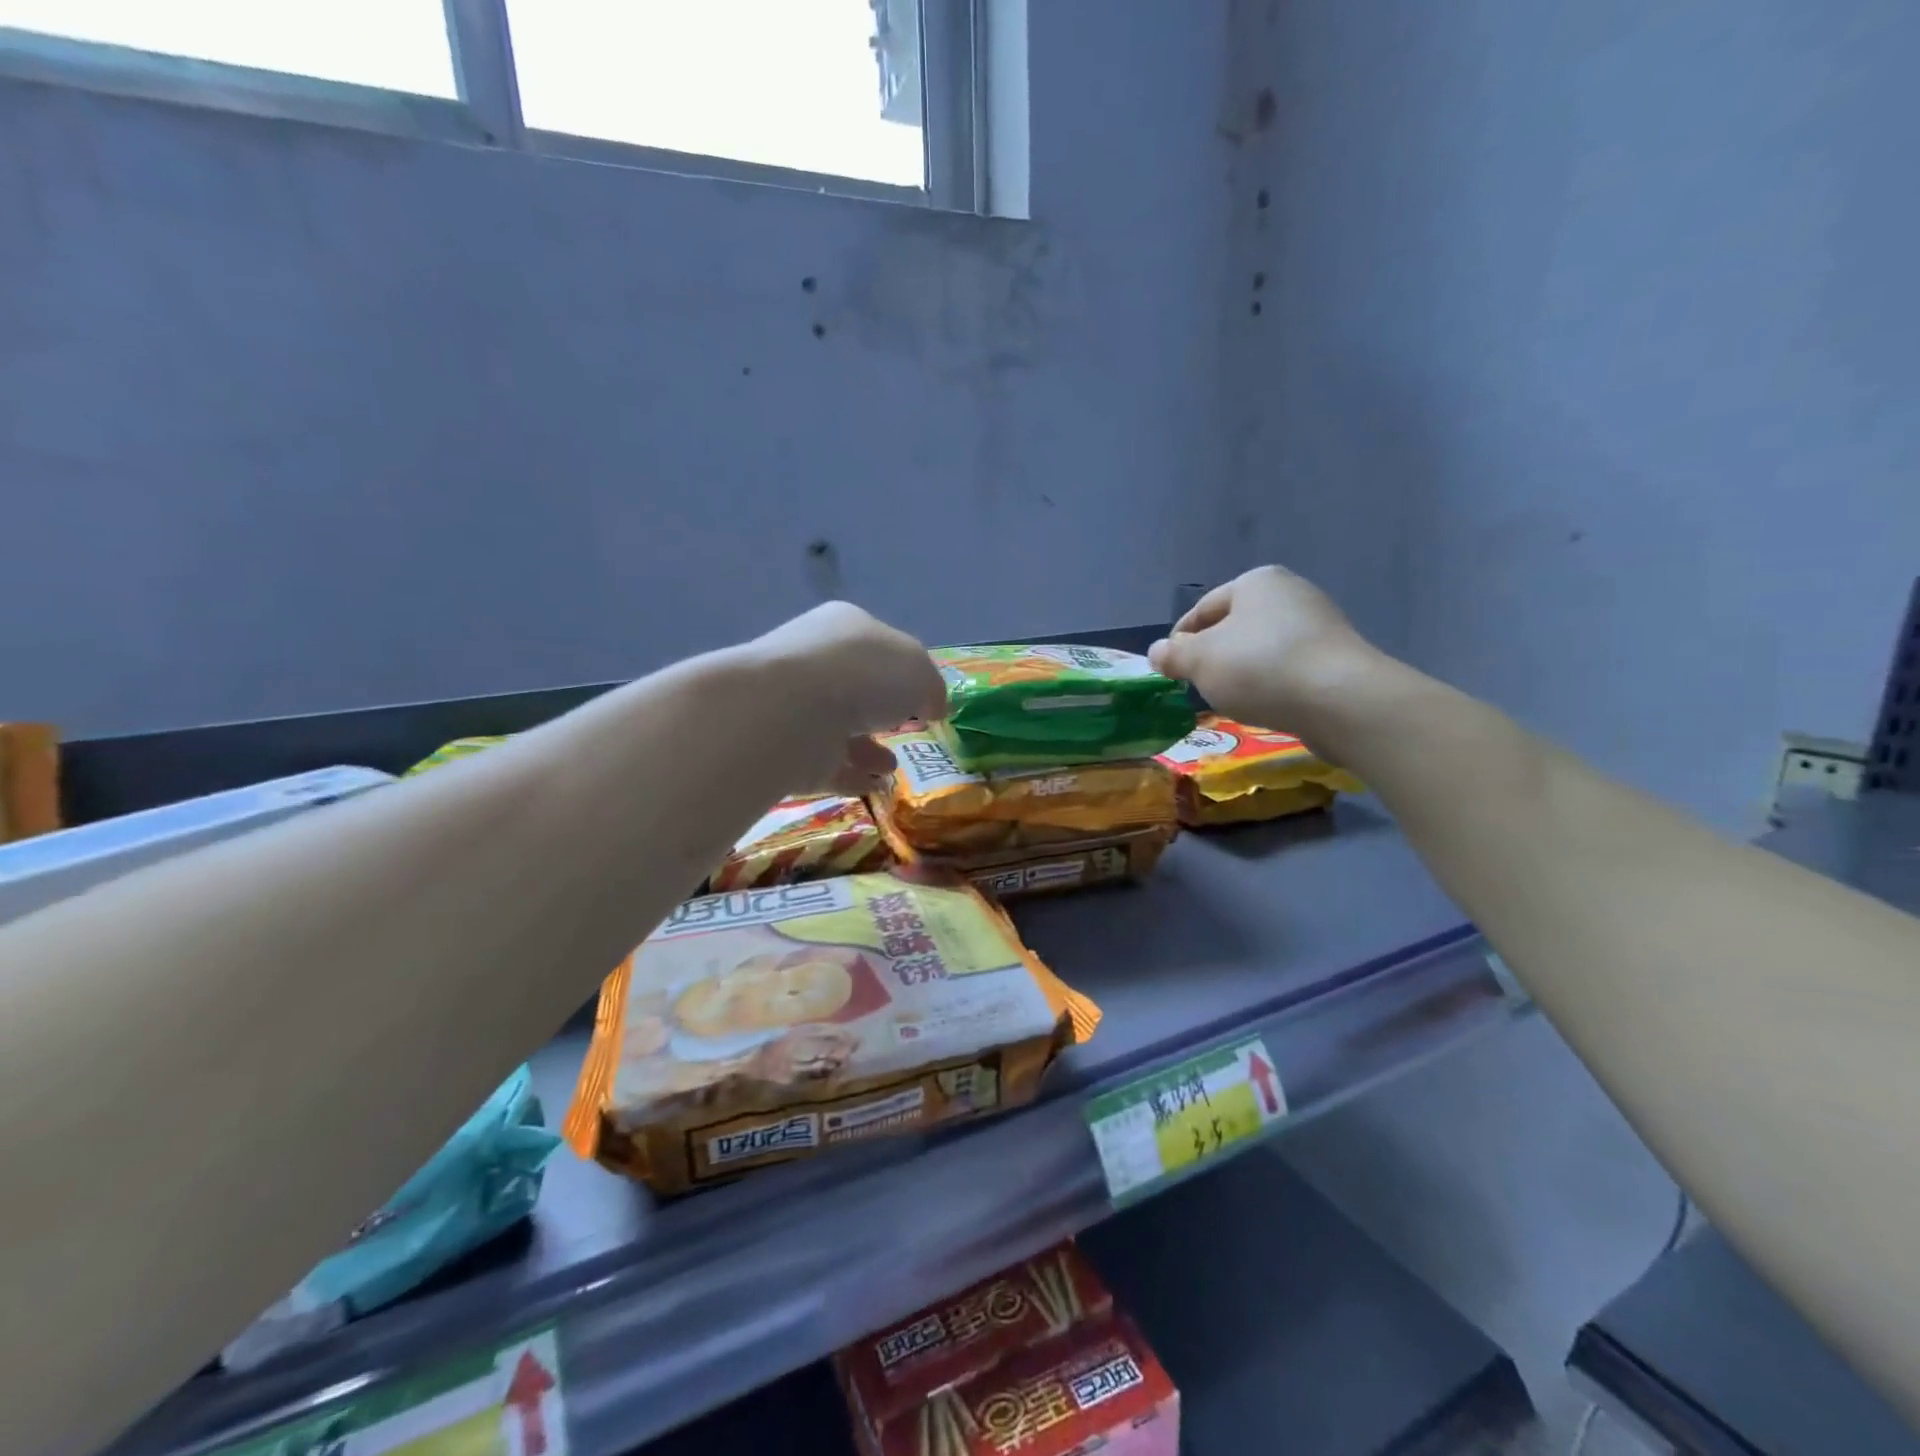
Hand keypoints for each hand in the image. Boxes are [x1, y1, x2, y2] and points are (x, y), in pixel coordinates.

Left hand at [749, 602, 948, 793]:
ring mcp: (797, 705)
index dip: (905, 672)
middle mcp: (817, 660)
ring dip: (868, 749)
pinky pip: (825, 764)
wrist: (791, 712)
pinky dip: (851, 777)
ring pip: (839, 728)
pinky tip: (876, 788)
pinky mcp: (786, 749)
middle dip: (883, 712)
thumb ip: (931, 687)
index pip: (880, 646)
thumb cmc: (863, 674)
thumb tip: (931, 706)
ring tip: (891, 768)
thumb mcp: (919, 671)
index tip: (923, 701)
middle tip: (906, 731)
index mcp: (847, 626)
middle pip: (857, 687)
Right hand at [1148, 566, 1381, 741]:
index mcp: (1255, 581)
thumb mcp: (1200, 661)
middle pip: (1234, 627)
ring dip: (1241, 671)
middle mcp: (1290, 593)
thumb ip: (1174, 655)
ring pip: (1261, 648)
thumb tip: (1156, 652)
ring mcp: (1319, 624)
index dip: (1179, 639)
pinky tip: (1264, 704)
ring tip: (1229, 700)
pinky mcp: (1336, 657)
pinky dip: (1270, 683)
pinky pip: (1288, 667)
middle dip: (1213, 655)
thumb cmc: (1259, 667)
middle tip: (1195, 685)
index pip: (1203, 609)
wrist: (1339, 699)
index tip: (1168, 668)